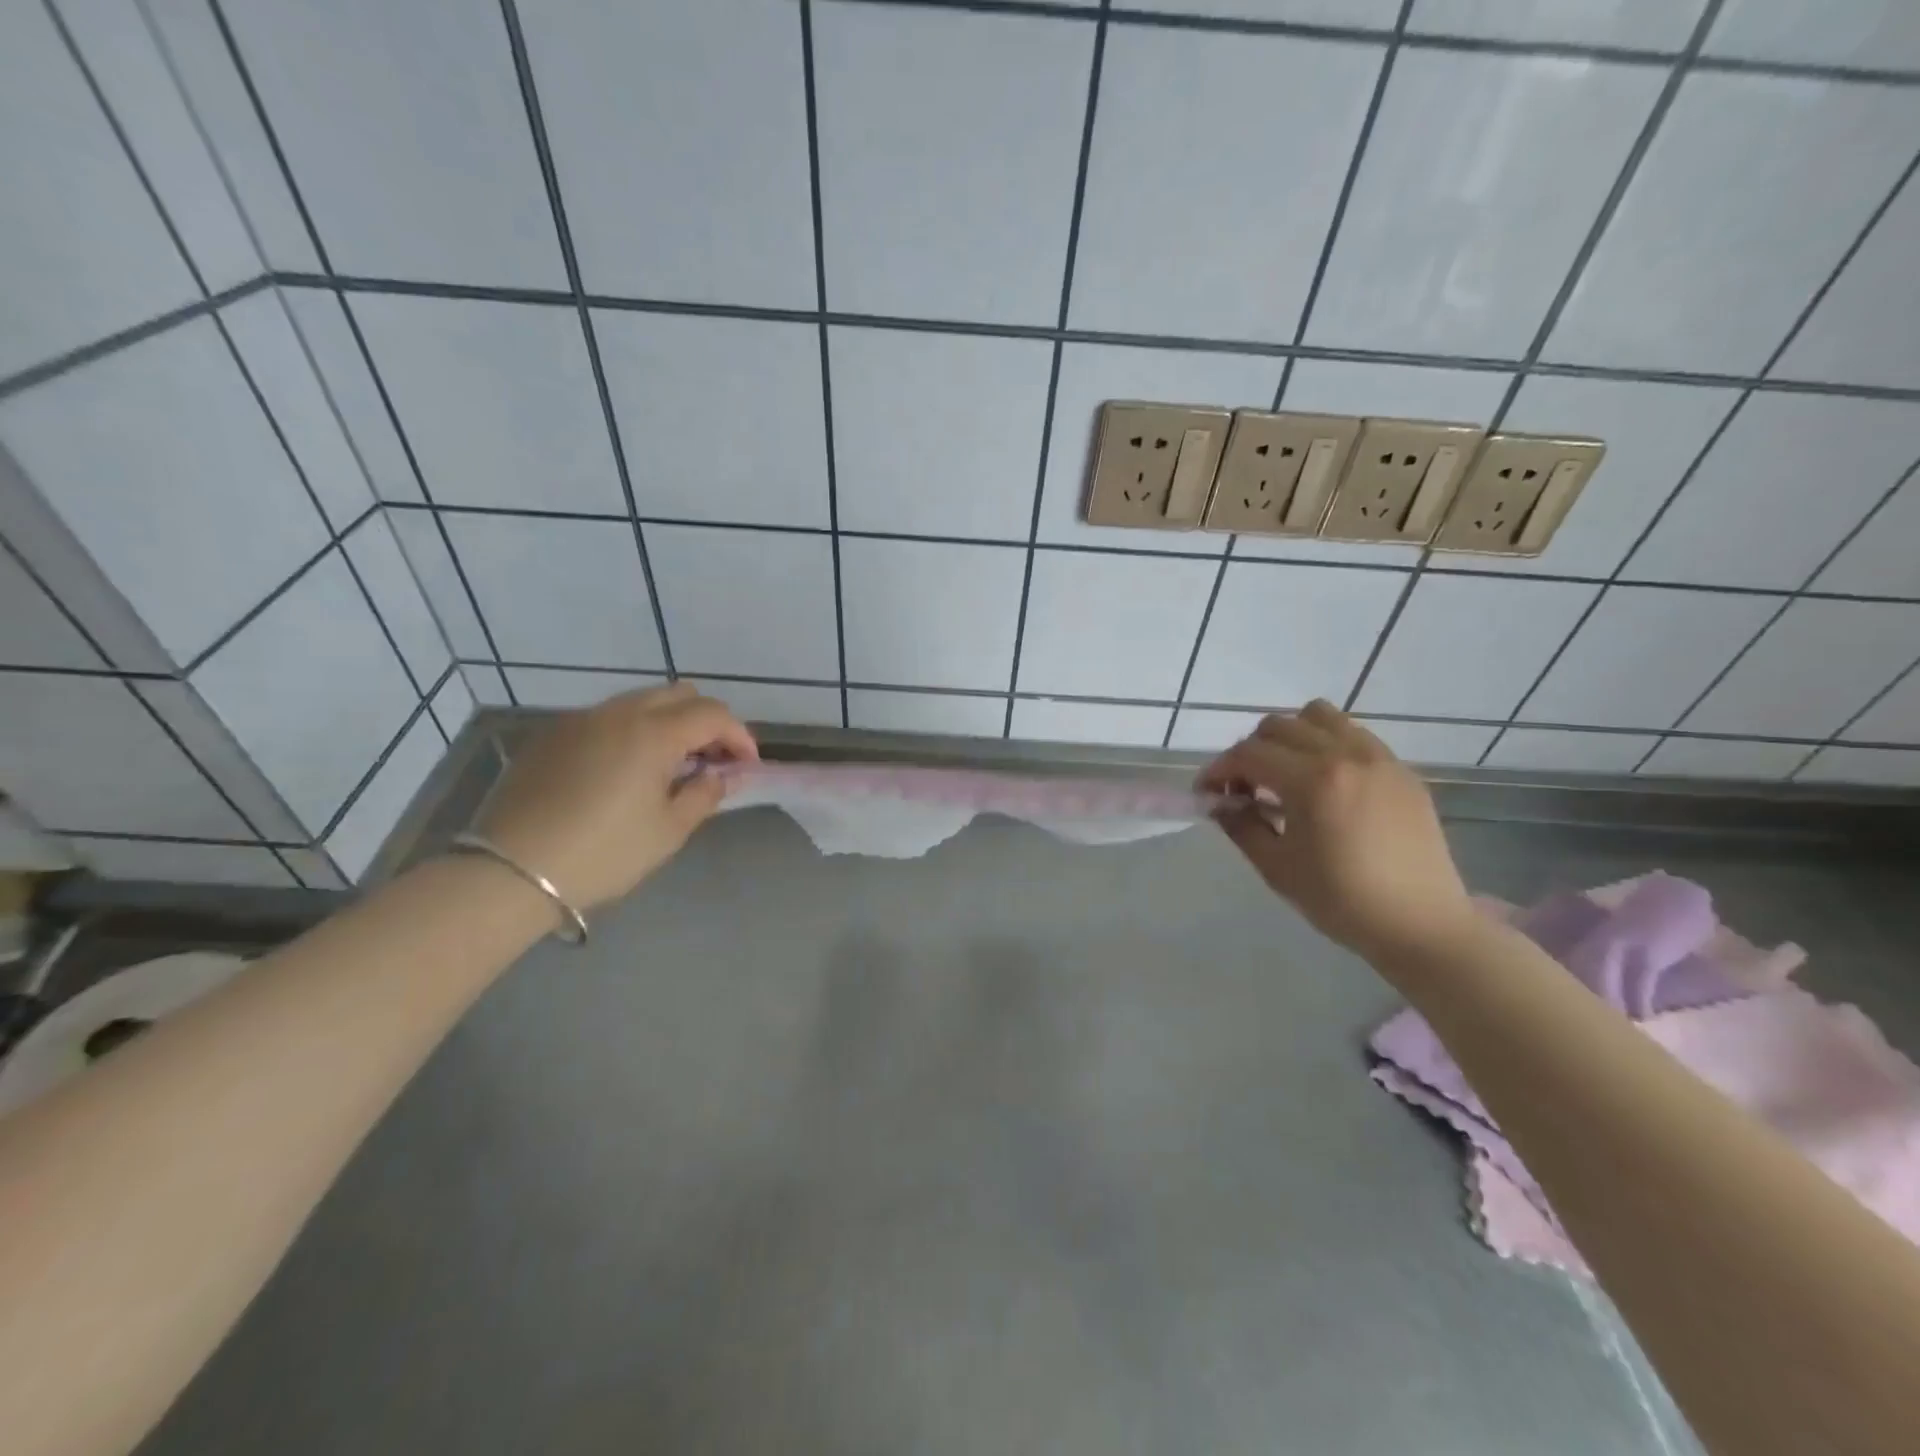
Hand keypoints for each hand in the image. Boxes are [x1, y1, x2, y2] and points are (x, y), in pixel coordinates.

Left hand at [476, 683, 756, 909]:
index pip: (713, 715)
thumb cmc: (603, 853)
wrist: (510, 872)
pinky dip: (632, 731)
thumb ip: (704, 794)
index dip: (739, 737)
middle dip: (706, 722)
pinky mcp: (552, 735)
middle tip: (711, 761)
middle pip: (679, 694)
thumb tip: (720, 775)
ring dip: (669, 723)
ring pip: (641, 701)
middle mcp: (618, 713)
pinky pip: (607, 718)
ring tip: (671, 766)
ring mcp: (580, 720)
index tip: (746, 767)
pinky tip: (626, 770)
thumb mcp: (668, 831)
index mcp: (653, 733)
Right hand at [1200, 700, 1474, 958]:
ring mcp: (1378, 758)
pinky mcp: (1401, 769)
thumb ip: (1241, 826)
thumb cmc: (1341, 901)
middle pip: (1279, 726)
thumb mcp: (1277, 868)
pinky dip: (1327, 745)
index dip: (1219, 769)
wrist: (1422, 925)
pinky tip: (1325, 783)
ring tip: (1286, 774)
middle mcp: (1345, 755)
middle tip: (1245, 788)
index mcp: (1312, 781)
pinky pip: (1353, 735)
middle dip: (1250, 752)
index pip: (1249, 754)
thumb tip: (1221, 802)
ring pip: (1319, 716)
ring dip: (1290, 737)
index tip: (1207, 793)